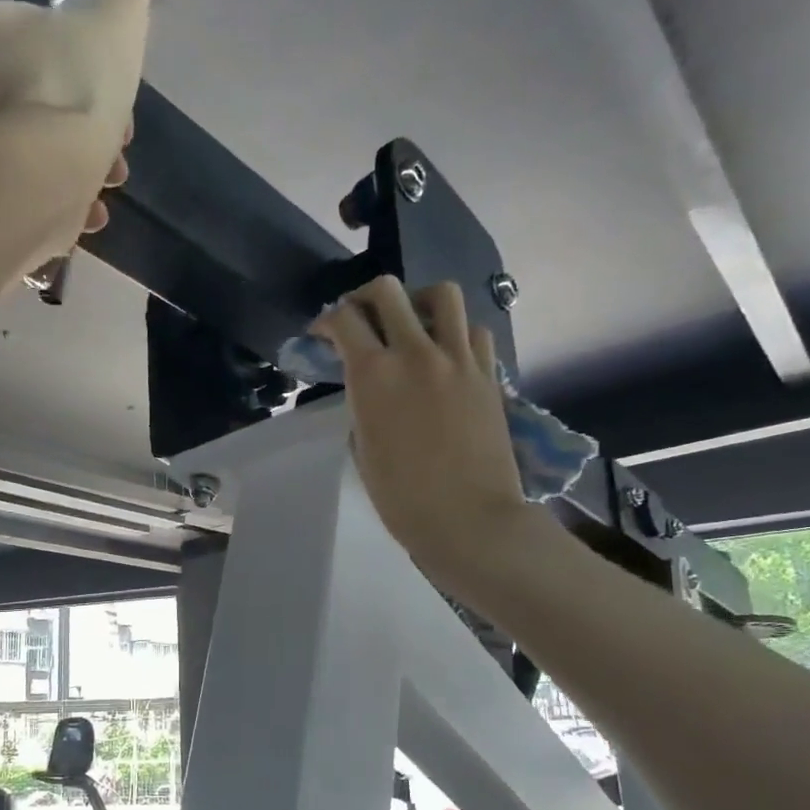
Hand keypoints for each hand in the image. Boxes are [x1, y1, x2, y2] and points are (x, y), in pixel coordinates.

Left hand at [0, 0, 158, 235]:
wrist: (36, 177)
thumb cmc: (77, 91)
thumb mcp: (119, 25)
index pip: (45, 40)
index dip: (91, 73)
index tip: (120, 105)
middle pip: (37, 99)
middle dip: (84, 128)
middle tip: (116, 158)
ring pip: (28, 150)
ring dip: (72, 169)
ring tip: (102, 194)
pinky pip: (16, 192)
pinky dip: (52, 202)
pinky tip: (82, 217)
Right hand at [313, 278, 534, 588]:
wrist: (468, 518)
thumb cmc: (401, 497)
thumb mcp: (363, 447)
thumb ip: (363, 405)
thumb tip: (372, 389)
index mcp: (373, 375)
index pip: (343, 319)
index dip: (326, 320)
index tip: (321, 335)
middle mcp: (415, 353)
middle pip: (387, 291)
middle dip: (364, 298)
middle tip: (360, 319)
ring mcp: (458, 359)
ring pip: (442, 294)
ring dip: (418, 302)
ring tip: (412, 325)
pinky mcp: (488, 373)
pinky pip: (473, 330)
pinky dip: (456, 333)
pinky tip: (447, 355)